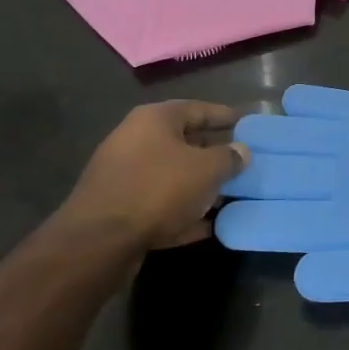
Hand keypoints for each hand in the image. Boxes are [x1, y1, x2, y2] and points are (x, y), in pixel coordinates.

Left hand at [60, 100, 251, 250]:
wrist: (100, 240)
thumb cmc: (159, 189)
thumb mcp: (207, 170)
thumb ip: (229, 157)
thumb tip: (241, 152)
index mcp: (155, 119)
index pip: (198, 108)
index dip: (225, 115)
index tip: (247, 123)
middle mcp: (135, 140)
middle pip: (184, 142)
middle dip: (214, 153)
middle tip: (242, 162)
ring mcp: (124, 175)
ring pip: (173, 175)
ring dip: (200, 185)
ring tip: (230, 196)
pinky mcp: (119, 207)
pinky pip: (160, 203)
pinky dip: (183, 210)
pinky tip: (208, 225)